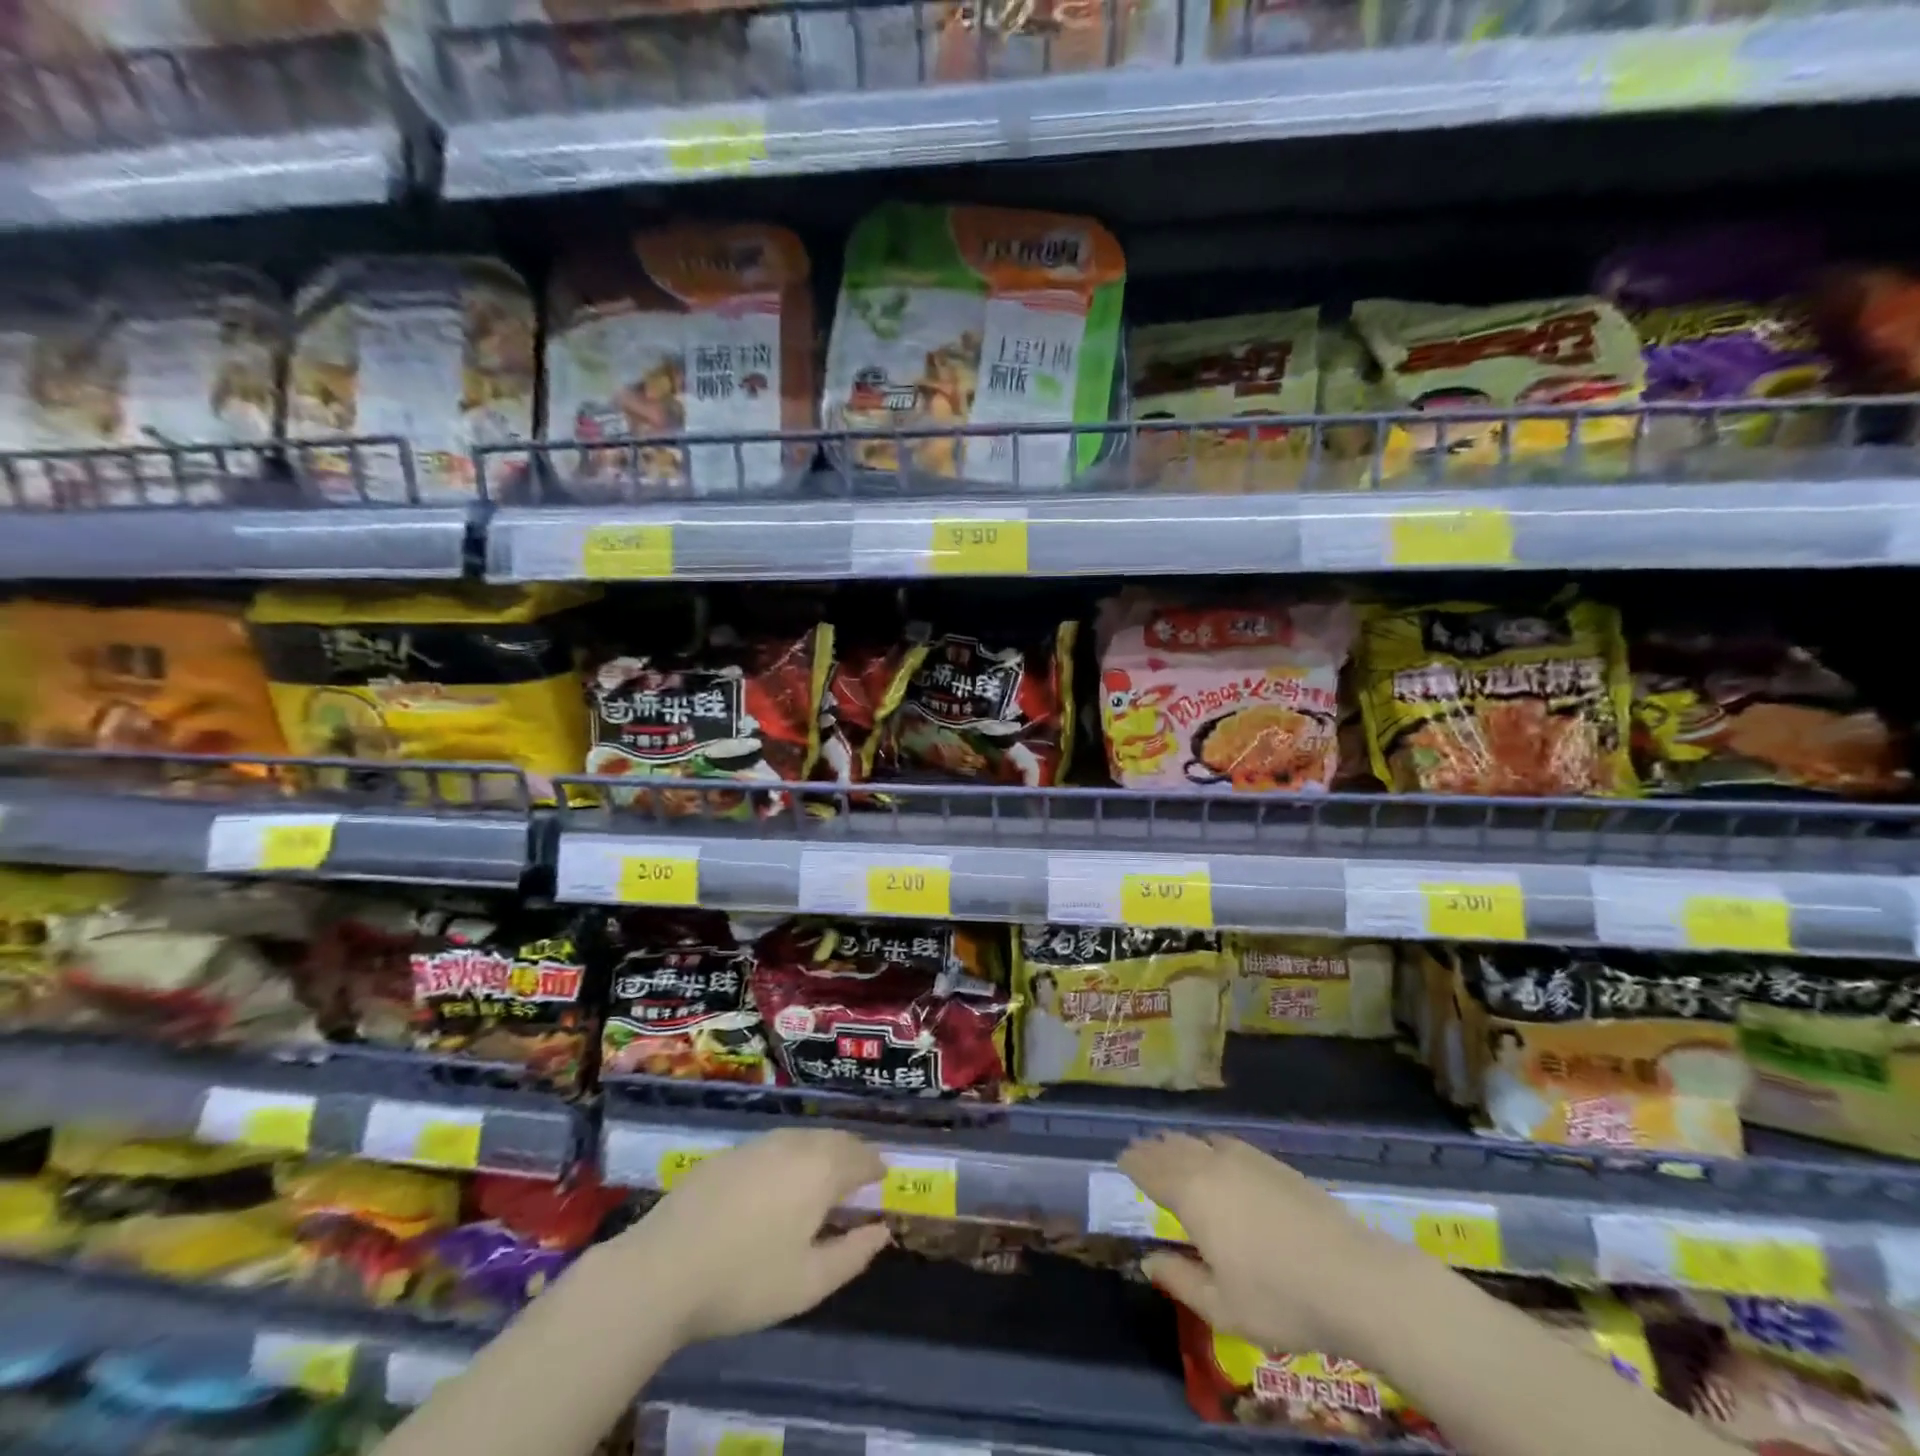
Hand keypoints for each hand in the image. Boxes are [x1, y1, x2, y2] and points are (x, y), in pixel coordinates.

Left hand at [604, 1129, 891, 1348]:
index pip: (862, 1156)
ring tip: (823, 1177)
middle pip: (835, 1139)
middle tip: (859, 1176)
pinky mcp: (728, 1153)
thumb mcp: (809, 1283)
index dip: (876, 1167)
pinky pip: (774, 1144)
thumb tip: (881, 1231)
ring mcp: (757, 1144)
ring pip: (803, 1137)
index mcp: (821, 1170)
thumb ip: (852, 1254)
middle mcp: (794, 1144)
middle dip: (852, 1153)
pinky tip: (778, 1181)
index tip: (883, 1180)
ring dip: (821, 1151)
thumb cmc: (745, 1281)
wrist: (662, 1269)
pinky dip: (790, 1155)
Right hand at [1120, 1133, 1417, 1355]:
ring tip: (1170, 1148)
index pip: (1151, 1170)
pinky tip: (1215, 1152)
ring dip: (1179, 1143)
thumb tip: (1148, 1261)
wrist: (1356, 1279)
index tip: (1120, 1160)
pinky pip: (1227, 1143)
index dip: (1133, 1164)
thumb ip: (1180, 1280)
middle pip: (1173, 1148)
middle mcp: (1212, 1165)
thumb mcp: (1222, 1307)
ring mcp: (1246, 1159)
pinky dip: (1209, 1144)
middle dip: (1152, 1149)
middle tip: (1138, 1151)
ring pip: (1200, 1141)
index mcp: (1192, 1194)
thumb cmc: (1281, 1299)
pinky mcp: (1274, 1164)